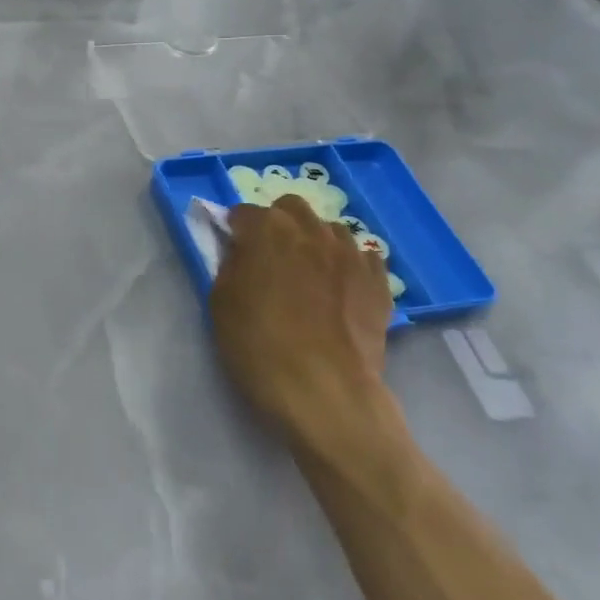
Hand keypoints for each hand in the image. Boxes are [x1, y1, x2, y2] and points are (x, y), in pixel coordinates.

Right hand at [210, 194, 392, 447]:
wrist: (324, 391)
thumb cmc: (259, 345)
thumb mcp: (221, 302)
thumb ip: (230, 264)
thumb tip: (239, 251)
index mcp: (267, 229)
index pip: (244, 212)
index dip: (235, 230)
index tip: (231, 250)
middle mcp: (311, 230)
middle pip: (292, 208)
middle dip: (278, 222)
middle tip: (268, 255)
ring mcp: (351, 254)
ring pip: (330, 229)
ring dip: (315, 240)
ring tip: (307, 271)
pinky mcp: (379, 282)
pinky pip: (365, 257)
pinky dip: (349, 263)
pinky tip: (341, 285)